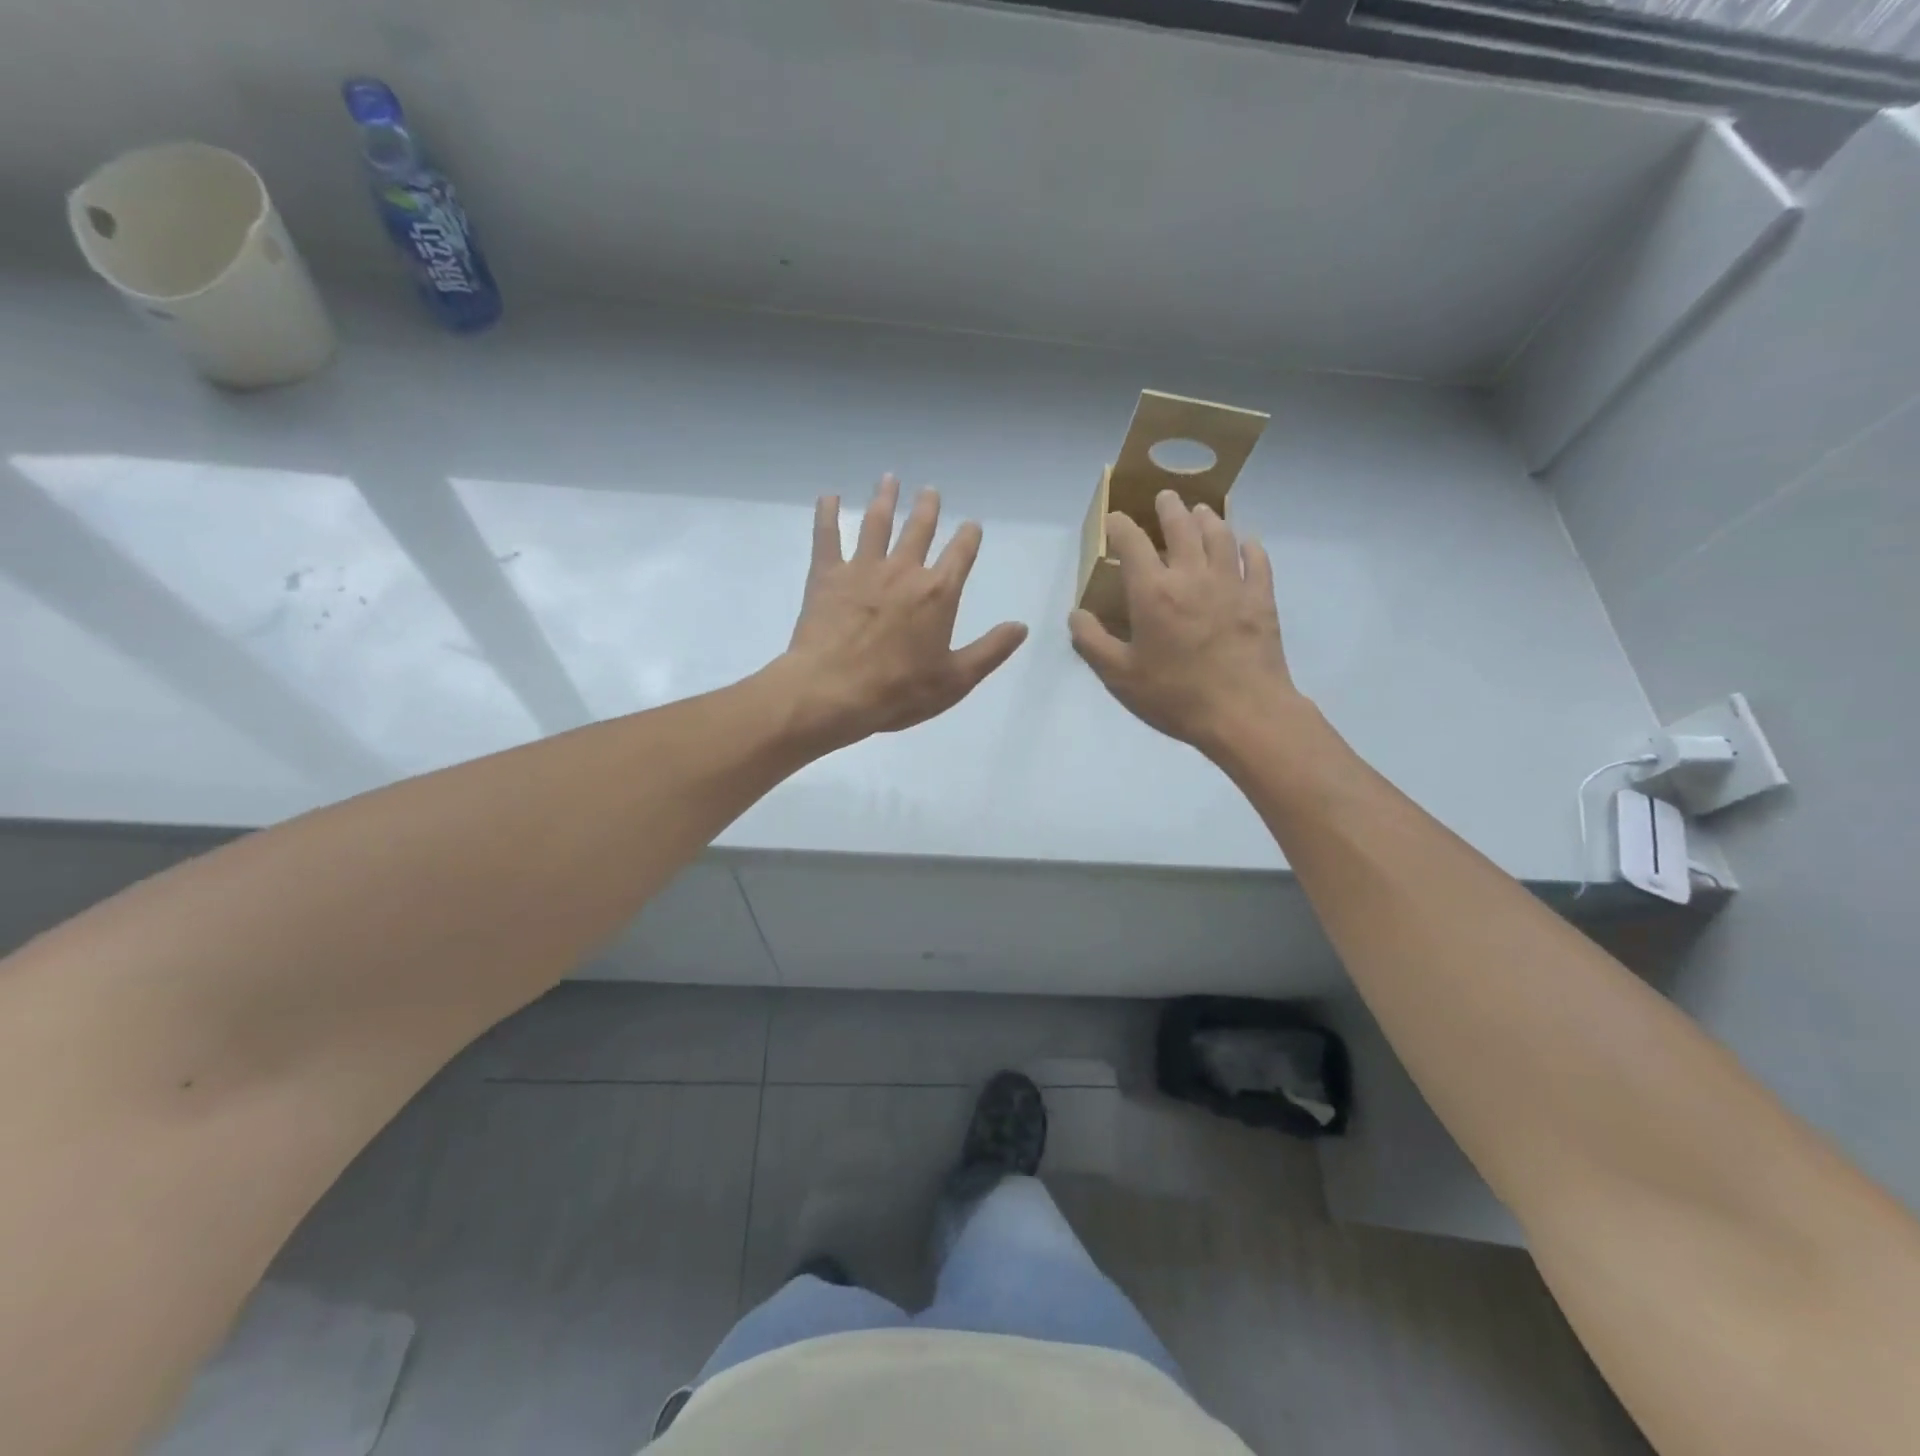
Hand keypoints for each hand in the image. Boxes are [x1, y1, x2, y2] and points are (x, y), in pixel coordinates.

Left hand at [780, 475, 1027, 749]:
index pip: (961, 554)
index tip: (972, 525)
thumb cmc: (899, 691)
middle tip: (930, 489)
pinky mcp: (827, 575)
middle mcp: (904, 570)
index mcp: (938, 593)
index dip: (969, 537)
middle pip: (919, 529)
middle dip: (928, 508)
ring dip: (885, 498)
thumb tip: (1021, 626)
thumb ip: (991, 650)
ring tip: (889, 478)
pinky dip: (827, 514)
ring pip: (876, 523)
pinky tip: (829, 496)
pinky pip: (827, 536)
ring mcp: (863, 568)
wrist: (833, 691)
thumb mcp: (956, 679)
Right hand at [1069, 491, 1302, 755]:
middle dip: (1169, 508)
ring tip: (1202, 511)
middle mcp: (1191, 575)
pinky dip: (1249, 546)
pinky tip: (1246, 543)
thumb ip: (1092, 641)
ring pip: (1220, 535)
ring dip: (1208, 518)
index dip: (1120, 525)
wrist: (1244, 713)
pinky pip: (1257, 560)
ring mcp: (1231, 583)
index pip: (1132, 542)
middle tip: (1165, 497)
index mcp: (1152, 592)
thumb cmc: (1175, 695)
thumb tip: (1077, 614)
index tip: (1114, 520)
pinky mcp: (1261, 598)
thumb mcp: (1119, 676)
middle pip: (1181, 526)